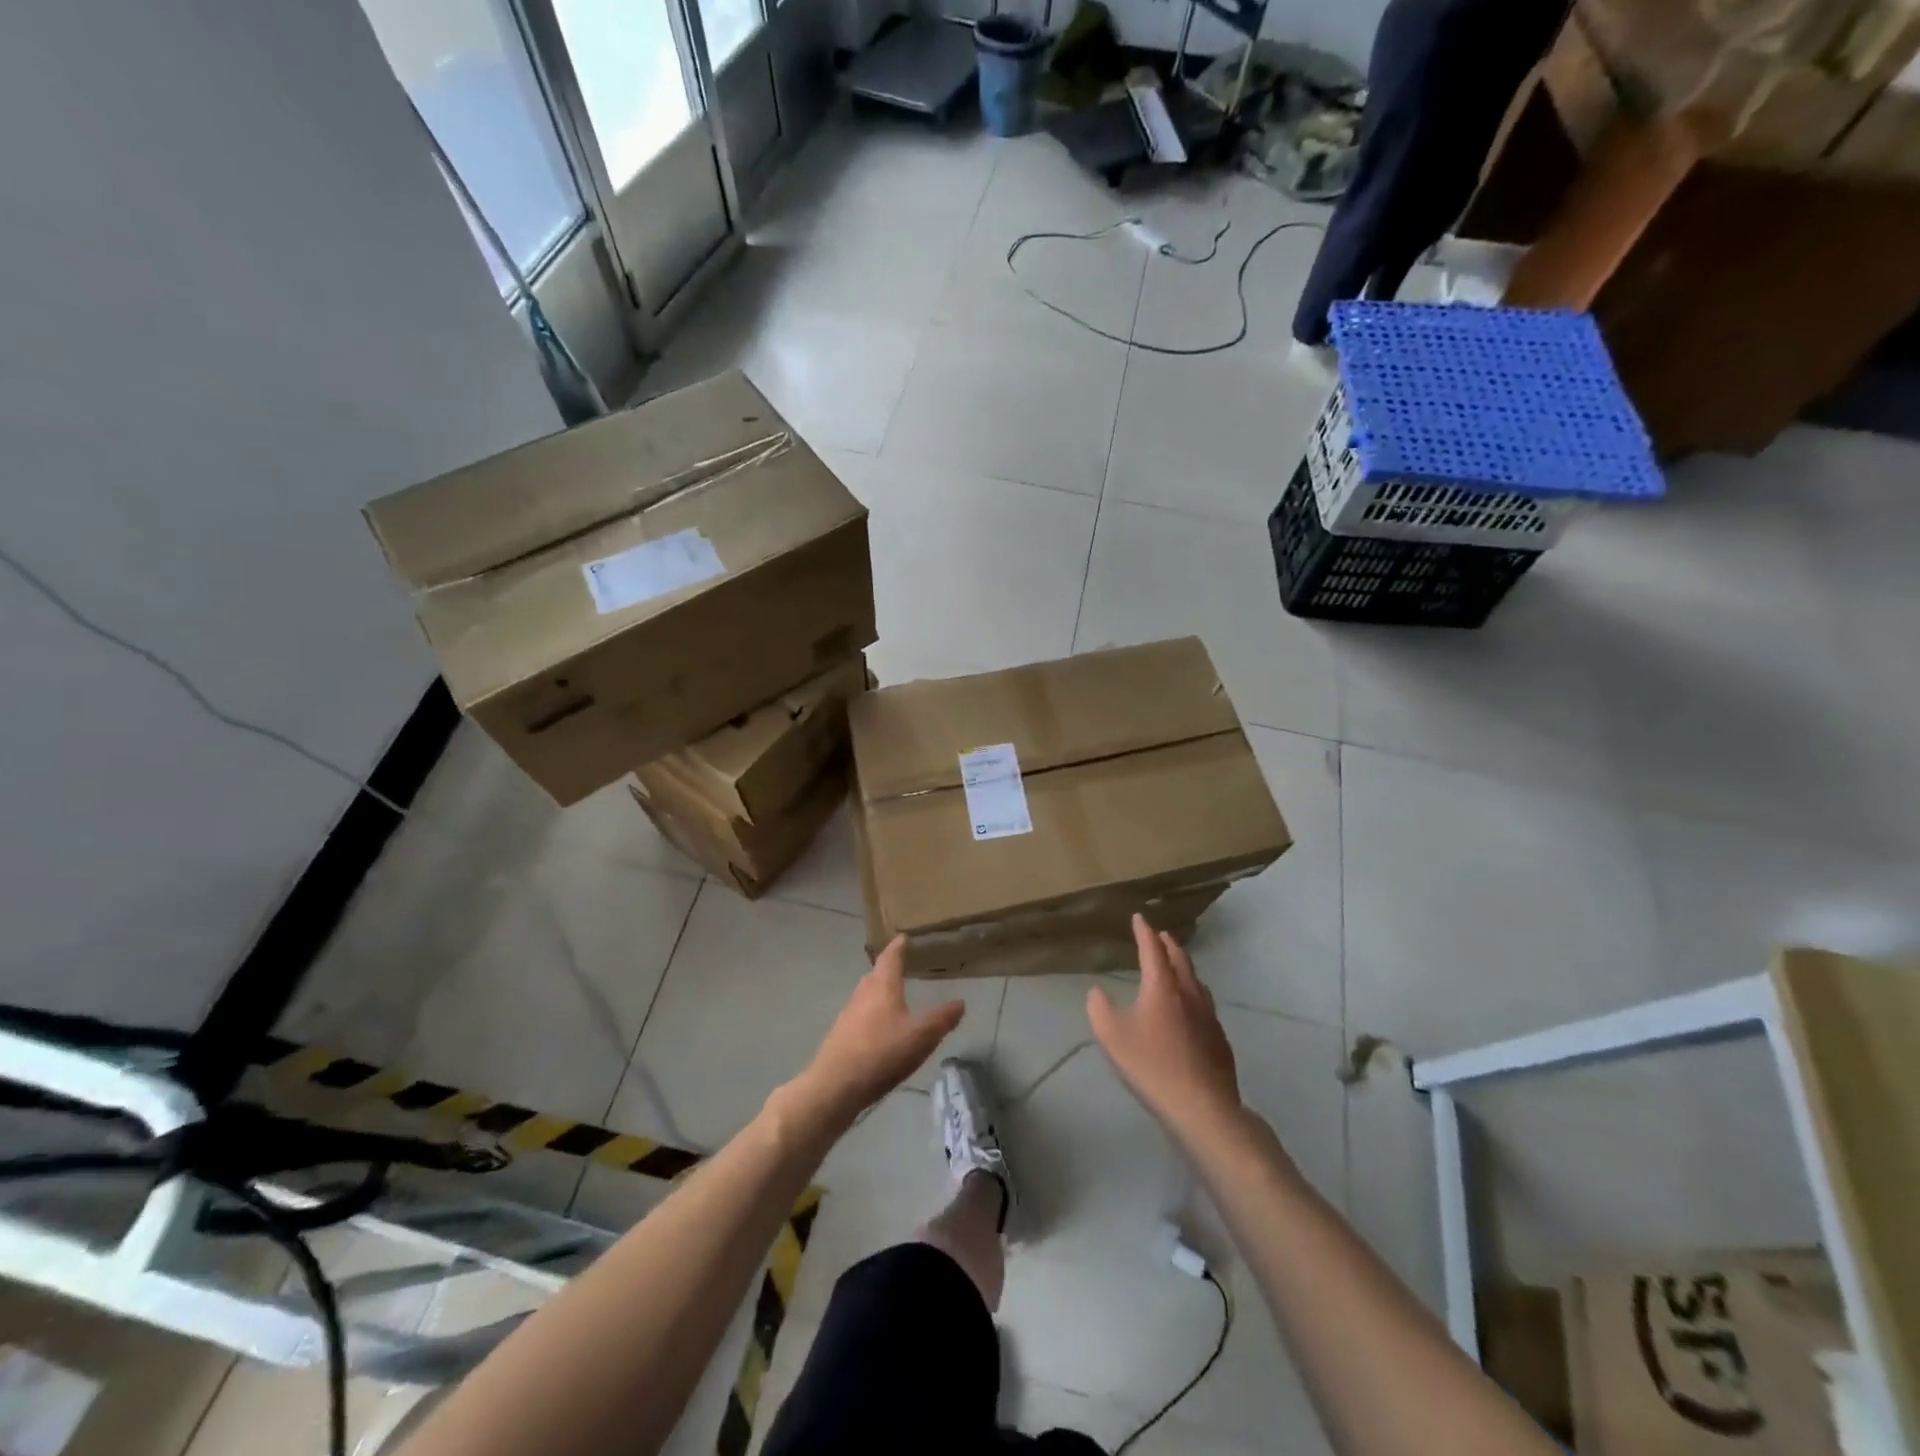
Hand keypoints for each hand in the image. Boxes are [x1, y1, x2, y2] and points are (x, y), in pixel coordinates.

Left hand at [794, 937, 963, 1125]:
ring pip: (865, 996)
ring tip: (892, 999)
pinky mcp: (840, 1037)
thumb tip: (960, 1002)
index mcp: (883, 986)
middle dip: (887, 970)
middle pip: (875, 975)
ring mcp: (848, 1016)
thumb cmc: (882, 1052)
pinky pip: (859, 1017)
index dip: (898, 947)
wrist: (836, 1086)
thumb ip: (942, 1018)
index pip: (890, 958)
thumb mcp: (921, 1035)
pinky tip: (879, 1032)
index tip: (902, 938)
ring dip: (878, 994)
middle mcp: (862, 995)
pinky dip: (871, 1016)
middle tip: (901, 967)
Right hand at [1088, 915, 1241, 1137]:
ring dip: (1184, 967)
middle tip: (1161, 935)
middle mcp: (1189, 994)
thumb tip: (1098, 992)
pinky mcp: (1219, 1039)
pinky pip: (1205, 1004)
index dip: (1144, 932)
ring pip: (1197, 981)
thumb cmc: (1151, 1066)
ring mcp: (1208, 1016)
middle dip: (1168, 945)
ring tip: (1177, 965)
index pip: (1153, 950)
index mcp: (1162, 987)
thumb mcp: (1111, 1036)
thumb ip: (1099, 1009)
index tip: (1139, 918)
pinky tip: (1192, 1008)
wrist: (1202, 1106)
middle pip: (1180, 961)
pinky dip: (1194, 993)